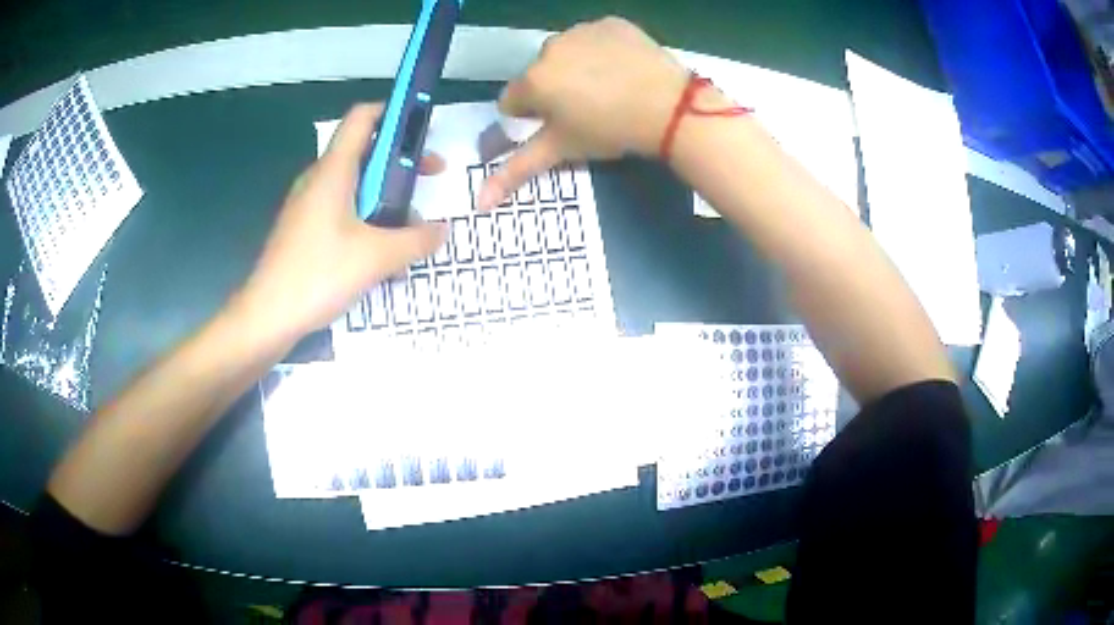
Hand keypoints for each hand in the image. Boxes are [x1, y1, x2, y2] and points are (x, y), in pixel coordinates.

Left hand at [230, 103, 446, 344]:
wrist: (266, 317)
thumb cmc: (318, 275)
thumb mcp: (377, 257)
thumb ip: (416, 240)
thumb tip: (443, 230)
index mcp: (333, 171)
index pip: (363, 118)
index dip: (394, 112)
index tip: (422, 127)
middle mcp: (319, 180)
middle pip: (364, 151)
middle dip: (401, 161)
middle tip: (430, 179)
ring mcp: (308, 206)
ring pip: (355, 185)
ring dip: (386, 196)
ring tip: (409, 228)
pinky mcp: (304, 230)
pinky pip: (342, 210)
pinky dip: (366, 218)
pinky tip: (380, 253)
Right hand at [478, 17, 688, 209]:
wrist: (670, 107)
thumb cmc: (610, 131)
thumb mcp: (562, 151)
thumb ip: (516, 172)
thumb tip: (479, 203)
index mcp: (533, 80)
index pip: (512, 100)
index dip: (532, 116)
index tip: (560, 125)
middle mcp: (549, 48)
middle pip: (540, 74)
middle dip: (554, 90)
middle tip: (588, 109)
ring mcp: (582, 30)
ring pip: (567, 53)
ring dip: (577, 67)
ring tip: (609, 88)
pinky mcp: (611, 23)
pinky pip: (596, 37)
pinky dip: (603, 51)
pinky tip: (623, 68)